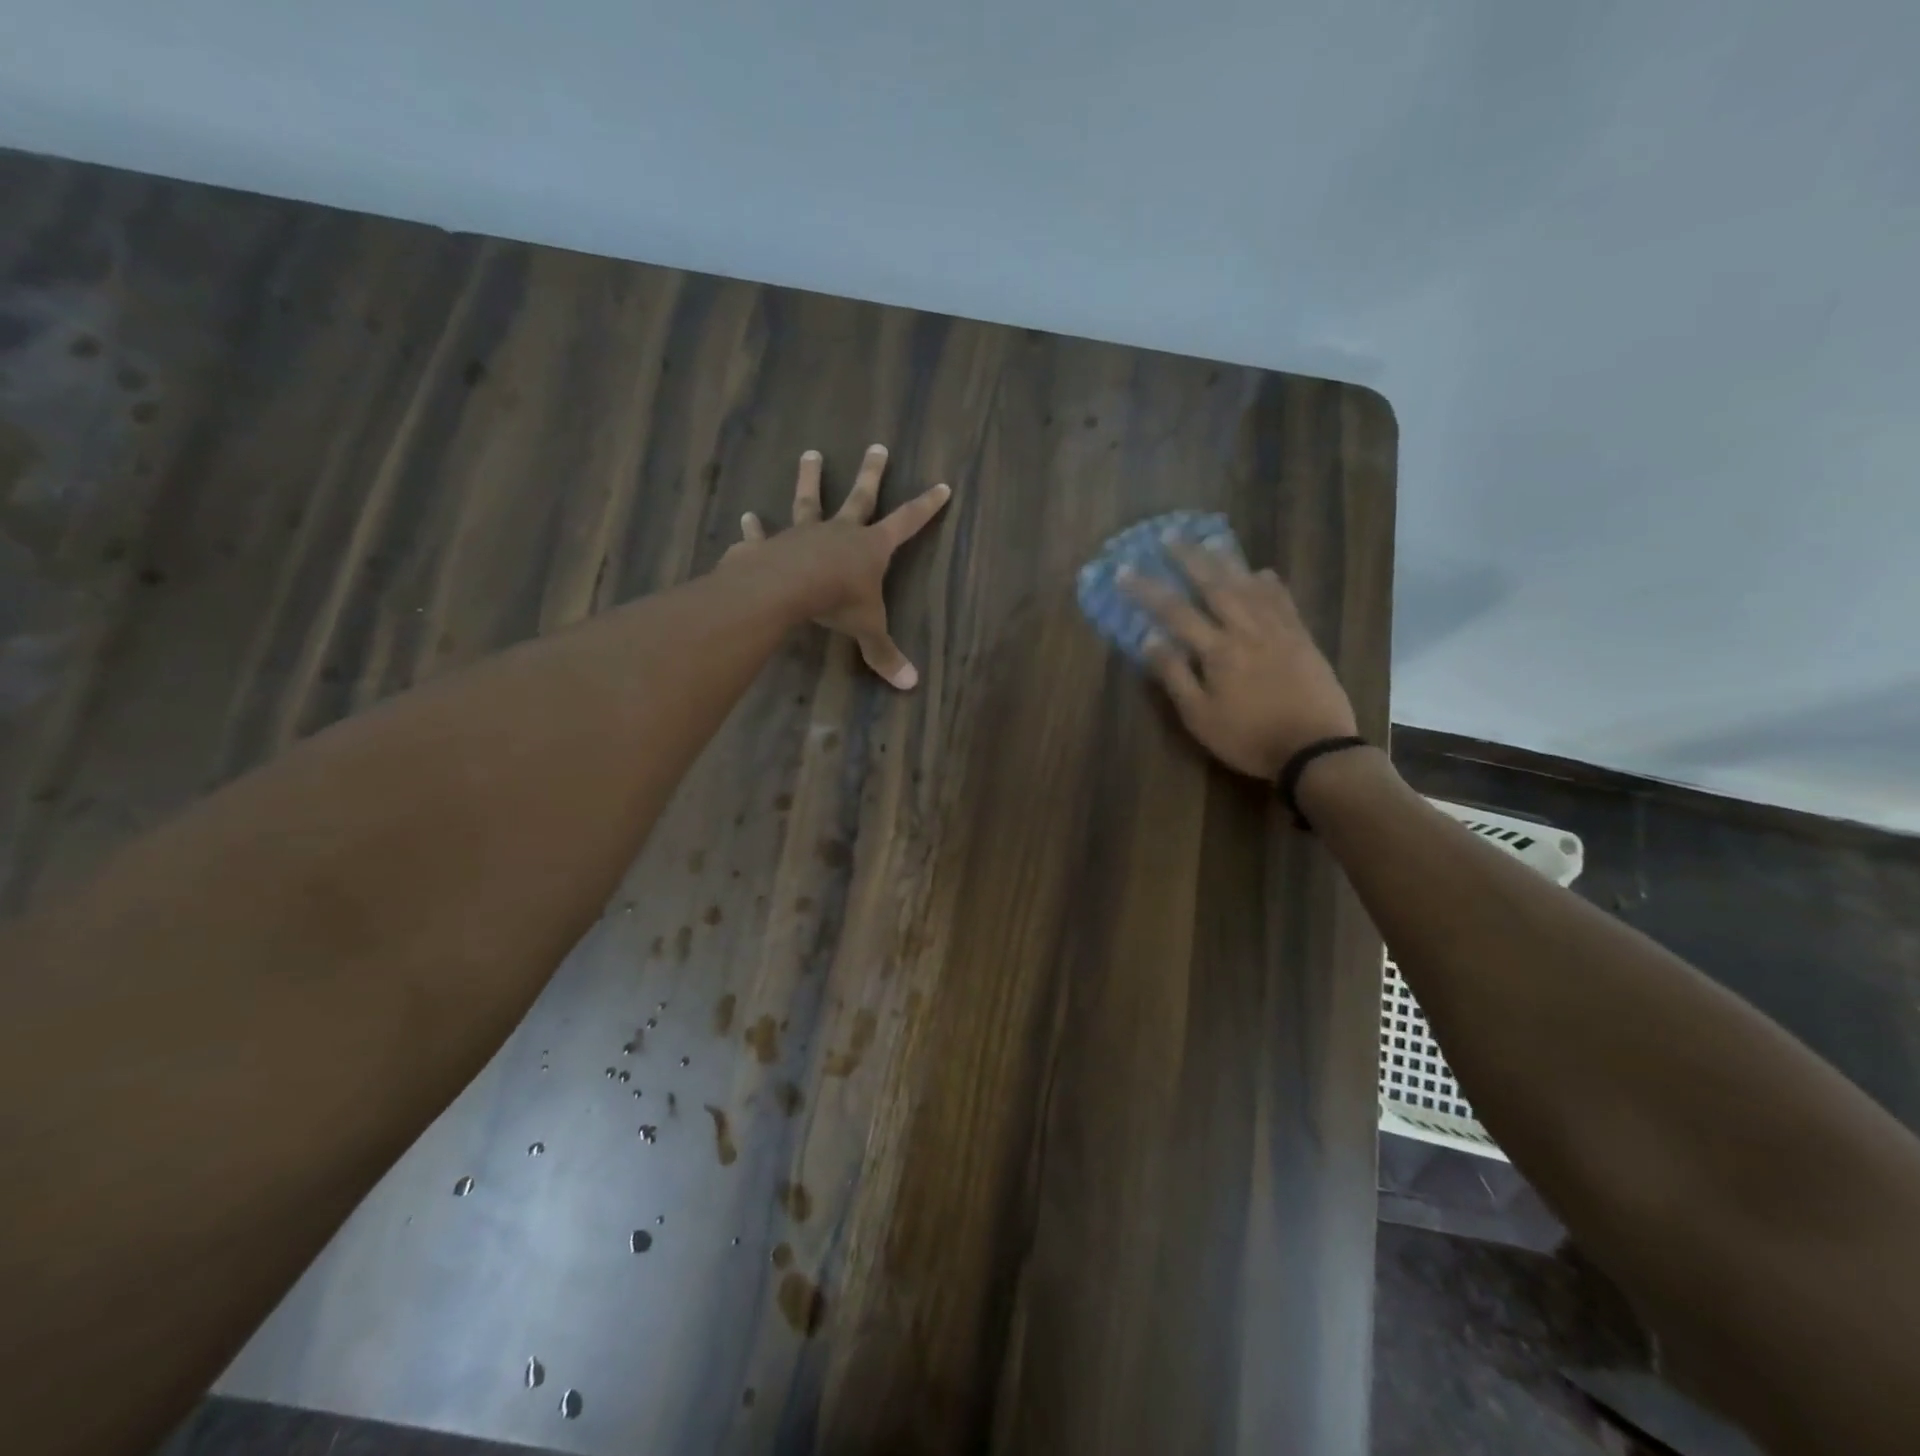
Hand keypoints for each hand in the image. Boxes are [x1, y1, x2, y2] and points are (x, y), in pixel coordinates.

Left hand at [722, 444, 950, 689]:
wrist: (787, 588)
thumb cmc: (837, 603)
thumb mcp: (868, 630)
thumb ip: (885, 654)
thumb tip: (910, 685)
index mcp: (871, 547)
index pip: (907, 522)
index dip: (926, 506)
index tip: (942, 486)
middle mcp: (840, 532)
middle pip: (860, 497)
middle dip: (872, 473)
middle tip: (877, 447)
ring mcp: (803, 534)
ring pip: (809, 501)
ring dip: (810, 479)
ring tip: (810, 454)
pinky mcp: (770, 545)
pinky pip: (762, 535)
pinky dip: (754, 529)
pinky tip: (746, 518)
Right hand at [1122, 541, 1356, 778]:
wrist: (1315, 749)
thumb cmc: (1248, 737)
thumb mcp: (1200, 717)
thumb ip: (1175, 675)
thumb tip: (1150, 638)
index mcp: (1218, 650)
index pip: (1175, 612)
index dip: (1148, 589)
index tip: (1125, 571)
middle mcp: (1247, 630)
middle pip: (1214, 585)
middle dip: (1188, 559)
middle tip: (1169, 536)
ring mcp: (1279, 630)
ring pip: (1249, 585)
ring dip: (1227, 561)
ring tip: (1210, 542)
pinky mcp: (1302, 638)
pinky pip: (1283, 600)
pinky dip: (1269, 583)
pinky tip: (1261, 572)